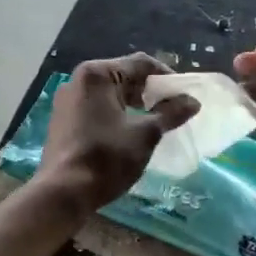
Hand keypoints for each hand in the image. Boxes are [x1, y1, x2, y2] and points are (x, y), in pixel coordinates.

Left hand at [39, 55, 199, 210]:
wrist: (63, 192)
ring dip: (133, 106)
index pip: (141, 64)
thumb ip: (170, 113)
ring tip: (154, 124)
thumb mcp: (145, 134)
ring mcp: (67, 102)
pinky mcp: (63, 122)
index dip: (167, 78)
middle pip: (123, 77)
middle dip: (150, 92)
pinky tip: (129, 135)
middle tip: (172, 111)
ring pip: (109, 95)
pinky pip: (96, 109)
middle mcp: (77, 81)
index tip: (184, 97)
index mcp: (96, 74)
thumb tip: (192, 101)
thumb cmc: (107, 157)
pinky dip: (115, 116)